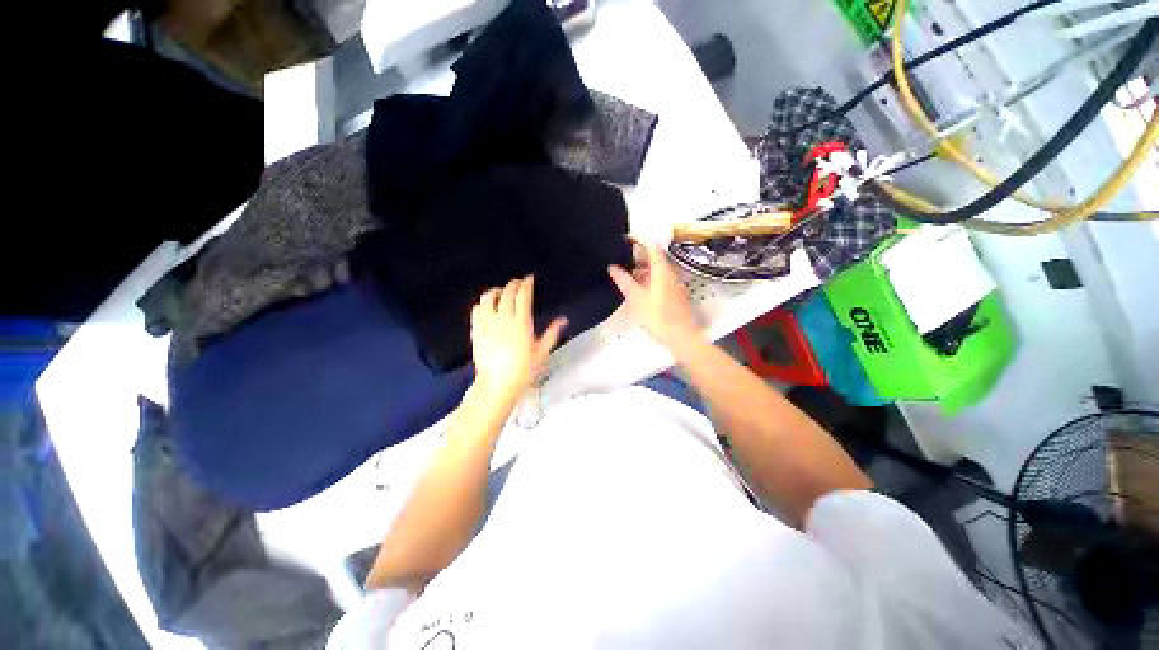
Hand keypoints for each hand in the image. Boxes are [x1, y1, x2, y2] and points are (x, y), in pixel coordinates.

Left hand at [470, 275, 566, 405]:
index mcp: (521, 323)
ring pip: (488, 298)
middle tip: (519, 283)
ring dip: (496, 291)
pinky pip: (476, 310)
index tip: (529, 278)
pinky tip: (486, 305)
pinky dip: (482, 303)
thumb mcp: (542, 353)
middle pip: (506, 293)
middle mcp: (503, 319)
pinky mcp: (476, 331)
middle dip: (513, 284)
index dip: (526, 284)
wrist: (497, 385)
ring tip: (501, 291)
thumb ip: (551, 333)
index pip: (523, 296)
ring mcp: (487, 324)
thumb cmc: (523, 370)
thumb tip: (563, 319)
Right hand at [608, 238, 702, 350]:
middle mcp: (671, 274)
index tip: (626, 238)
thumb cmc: (658, 317)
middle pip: (655, 258)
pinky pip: (662, 281)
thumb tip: (613, 267)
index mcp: (662, 271)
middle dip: (639, 256)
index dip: (639, 239)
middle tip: (623, 258)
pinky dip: (649, 280)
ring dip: (643, 269)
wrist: (681, 337)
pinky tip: (641, 291)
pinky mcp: (676, 295)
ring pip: (658, 270)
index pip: (652, 246)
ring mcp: (675, 285)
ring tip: (628, 275)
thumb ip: (624, 281)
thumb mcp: (636, 298)